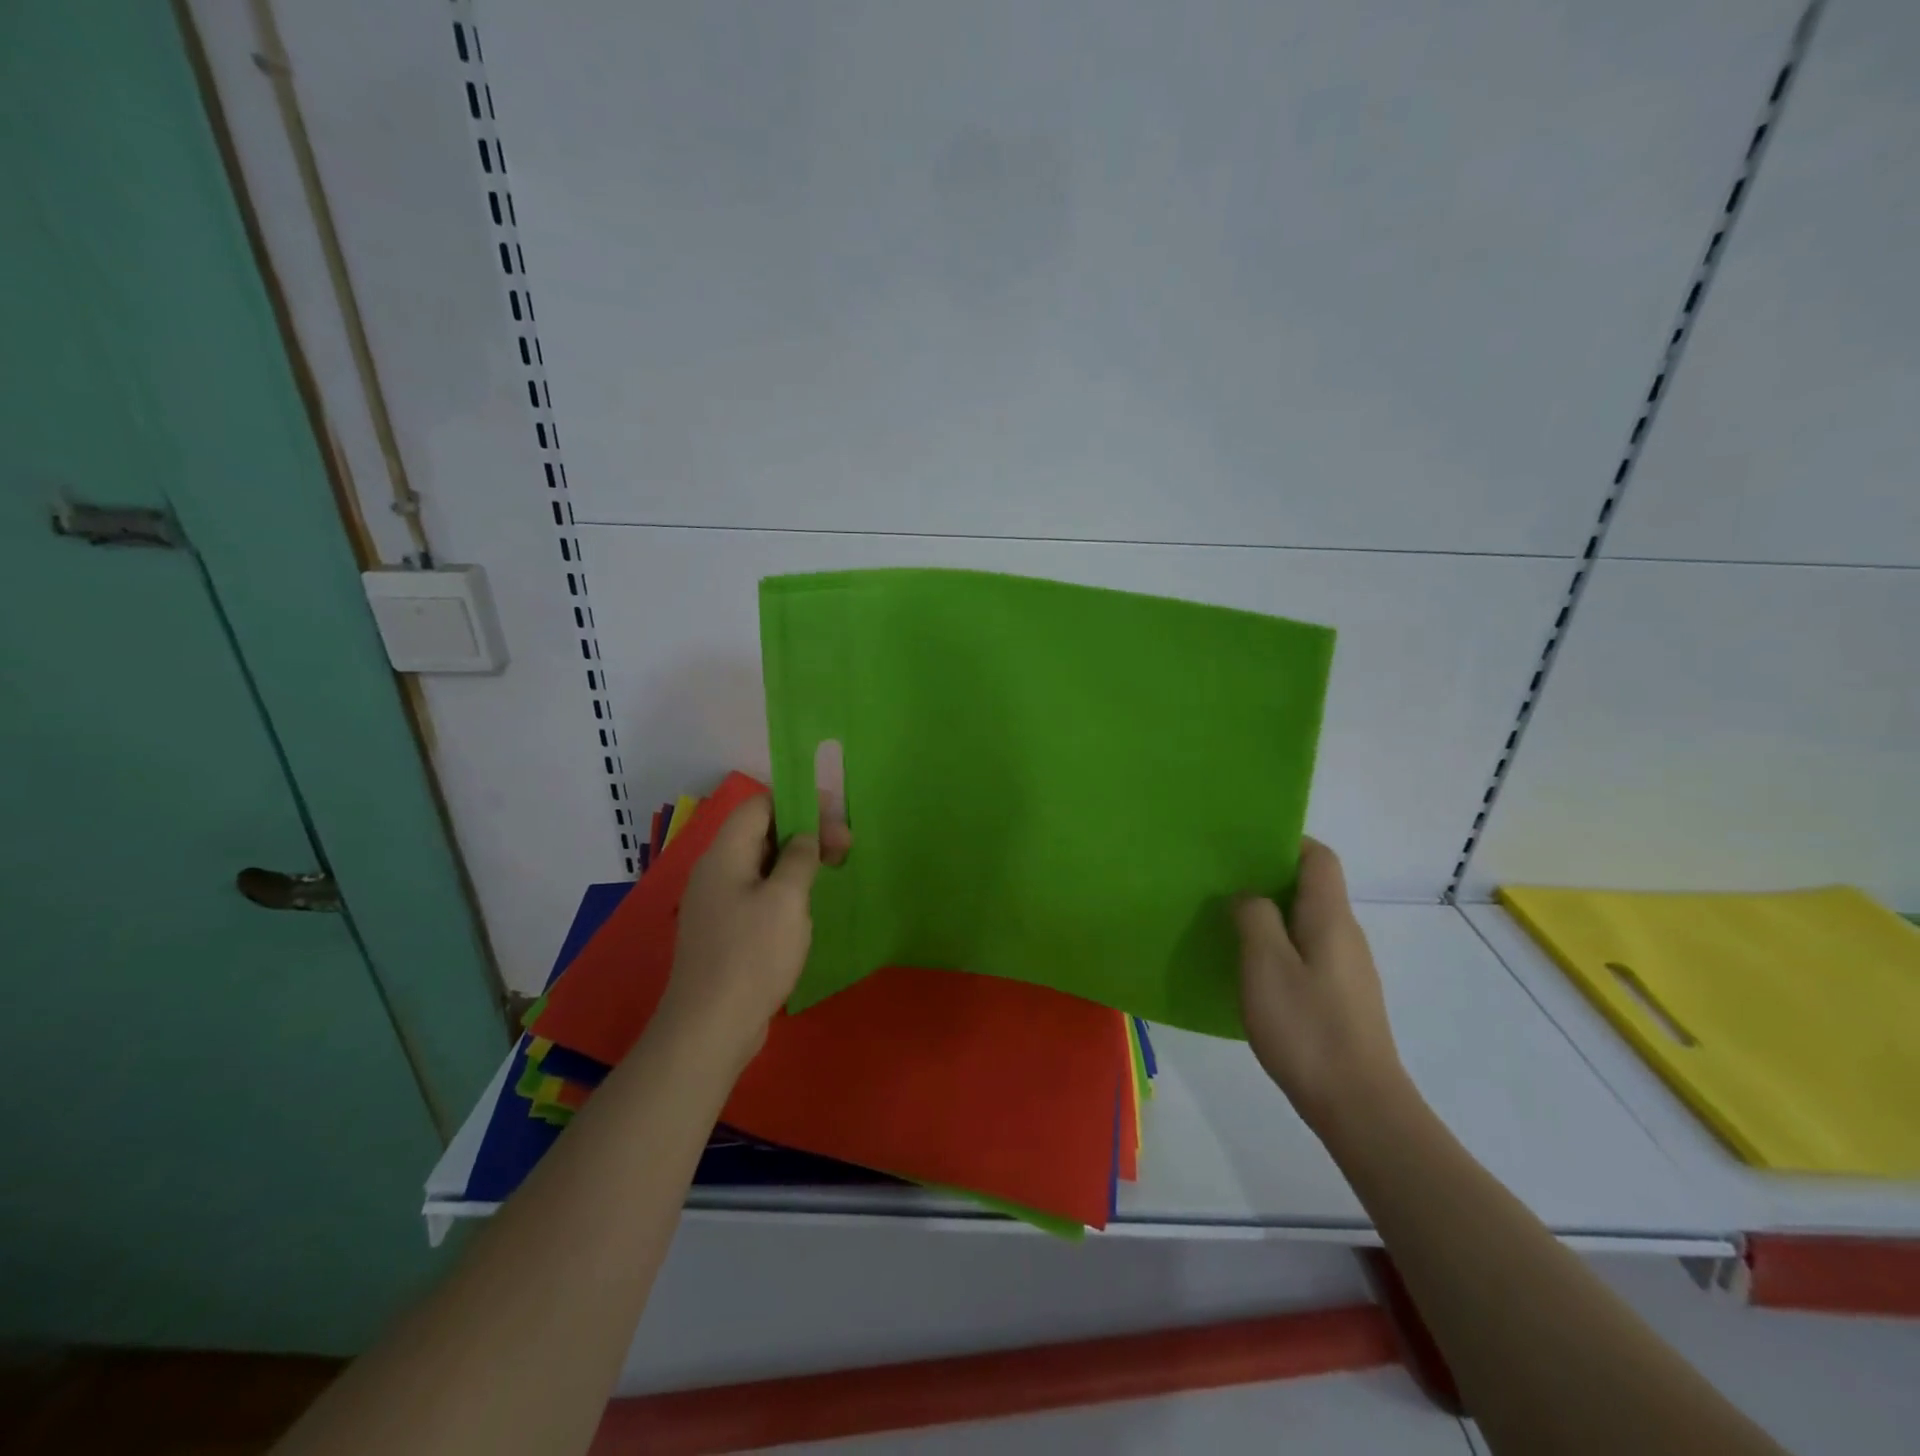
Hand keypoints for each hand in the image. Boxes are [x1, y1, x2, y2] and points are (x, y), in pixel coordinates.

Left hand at [656, 793, 849, 1066]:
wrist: (710, 1027)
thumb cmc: (752, 955)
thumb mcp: (786, 899)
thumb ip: (799, 857)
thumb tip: (805, 836)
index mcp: (725, 855)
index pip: (759, 805)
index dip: (798, 802)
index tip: (836, 817)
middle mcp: (716, 871)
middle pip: (761, 832)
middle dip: (804, 832)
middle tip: (844, 848)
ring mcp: (717, 903)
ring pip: (761, 864)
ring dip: (797, 861)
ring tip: (831, 873)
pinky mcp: (724, 931)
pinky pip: (757, 893)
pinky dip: (784, 888)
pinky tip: (805, 908)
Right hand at [1235, 839, 1407, 1134]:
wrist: (1360, 1107)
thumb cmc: (1307, 1028)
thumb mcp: (1265, 965)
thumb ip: (1254, 918)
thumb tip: (1250, 897)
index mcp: (1331, 918)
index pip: (1318, 858)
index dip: (1285, 842)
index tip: (1244, 848)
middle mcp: (1346, 936)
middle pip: (1313, 888)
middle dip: (1270, 879)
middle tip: (1224, 885)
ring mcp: (1348, 969)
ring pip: (1308, 923)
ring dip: (1272, 915)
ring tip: (1230, 924)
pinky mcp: (1342, 998)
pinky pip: (1309, 953)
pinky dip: (1280, 947)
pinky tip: (1254, 971)